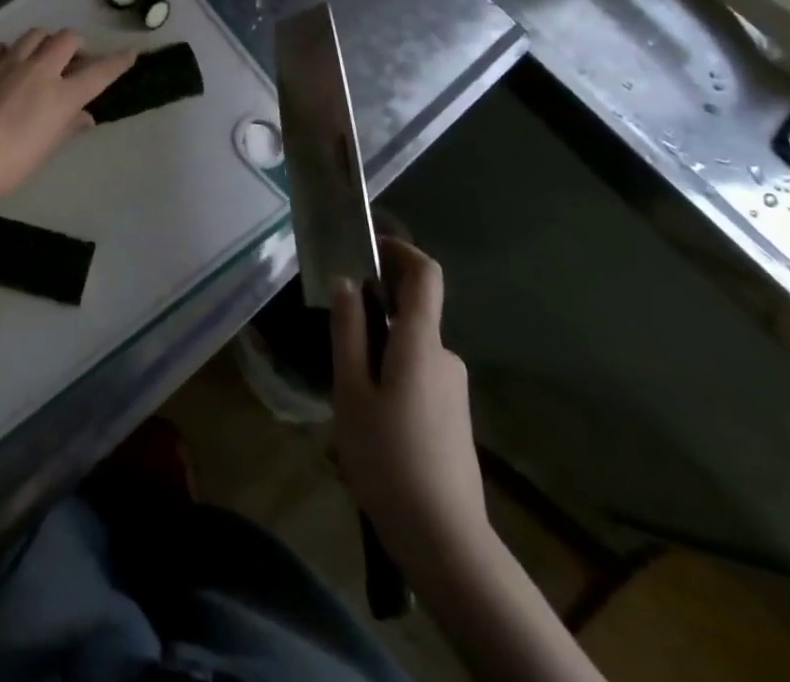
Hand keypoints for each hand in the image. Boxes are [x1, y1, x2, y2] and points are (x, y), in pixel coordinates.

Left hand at [0, 29, 135, 210]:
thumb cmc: (9, 165)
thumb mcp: (45, 150)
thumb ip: (67, 127)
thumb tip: (85, 116)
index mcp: (62, 96)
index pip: (99, 72)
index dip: (118, 61)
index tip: (131, 52)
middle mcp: (39, 71)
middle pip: (66, 39)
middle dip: (75, 45)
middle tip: (73, 59)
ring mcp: (8, 63)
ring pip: (34, 35)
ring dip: (43, 42)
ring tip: (39, 57)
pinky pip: (1, 46)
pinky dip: (9, 52)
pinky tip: (4, 65)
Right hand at [331, 238, 489, 552]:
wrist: (445, 541)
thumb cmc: (388, 458)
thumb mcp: (351, 391)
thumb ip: (348, 331)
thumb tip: (345, 282)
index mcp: (421, 342)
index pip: (425, 274)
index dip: (400, 250)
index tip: (367, 248)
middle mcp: (444, 355)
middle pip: (411, 311)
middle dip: (374, 310)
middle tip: (335, 337)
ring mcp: (453, 388)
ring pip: (409, 348)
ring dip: (378, 352)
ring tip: (345, 394)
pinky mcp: (453, 415)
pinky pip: (418, 375)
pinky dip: (391, 376)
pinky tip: (369, 422)